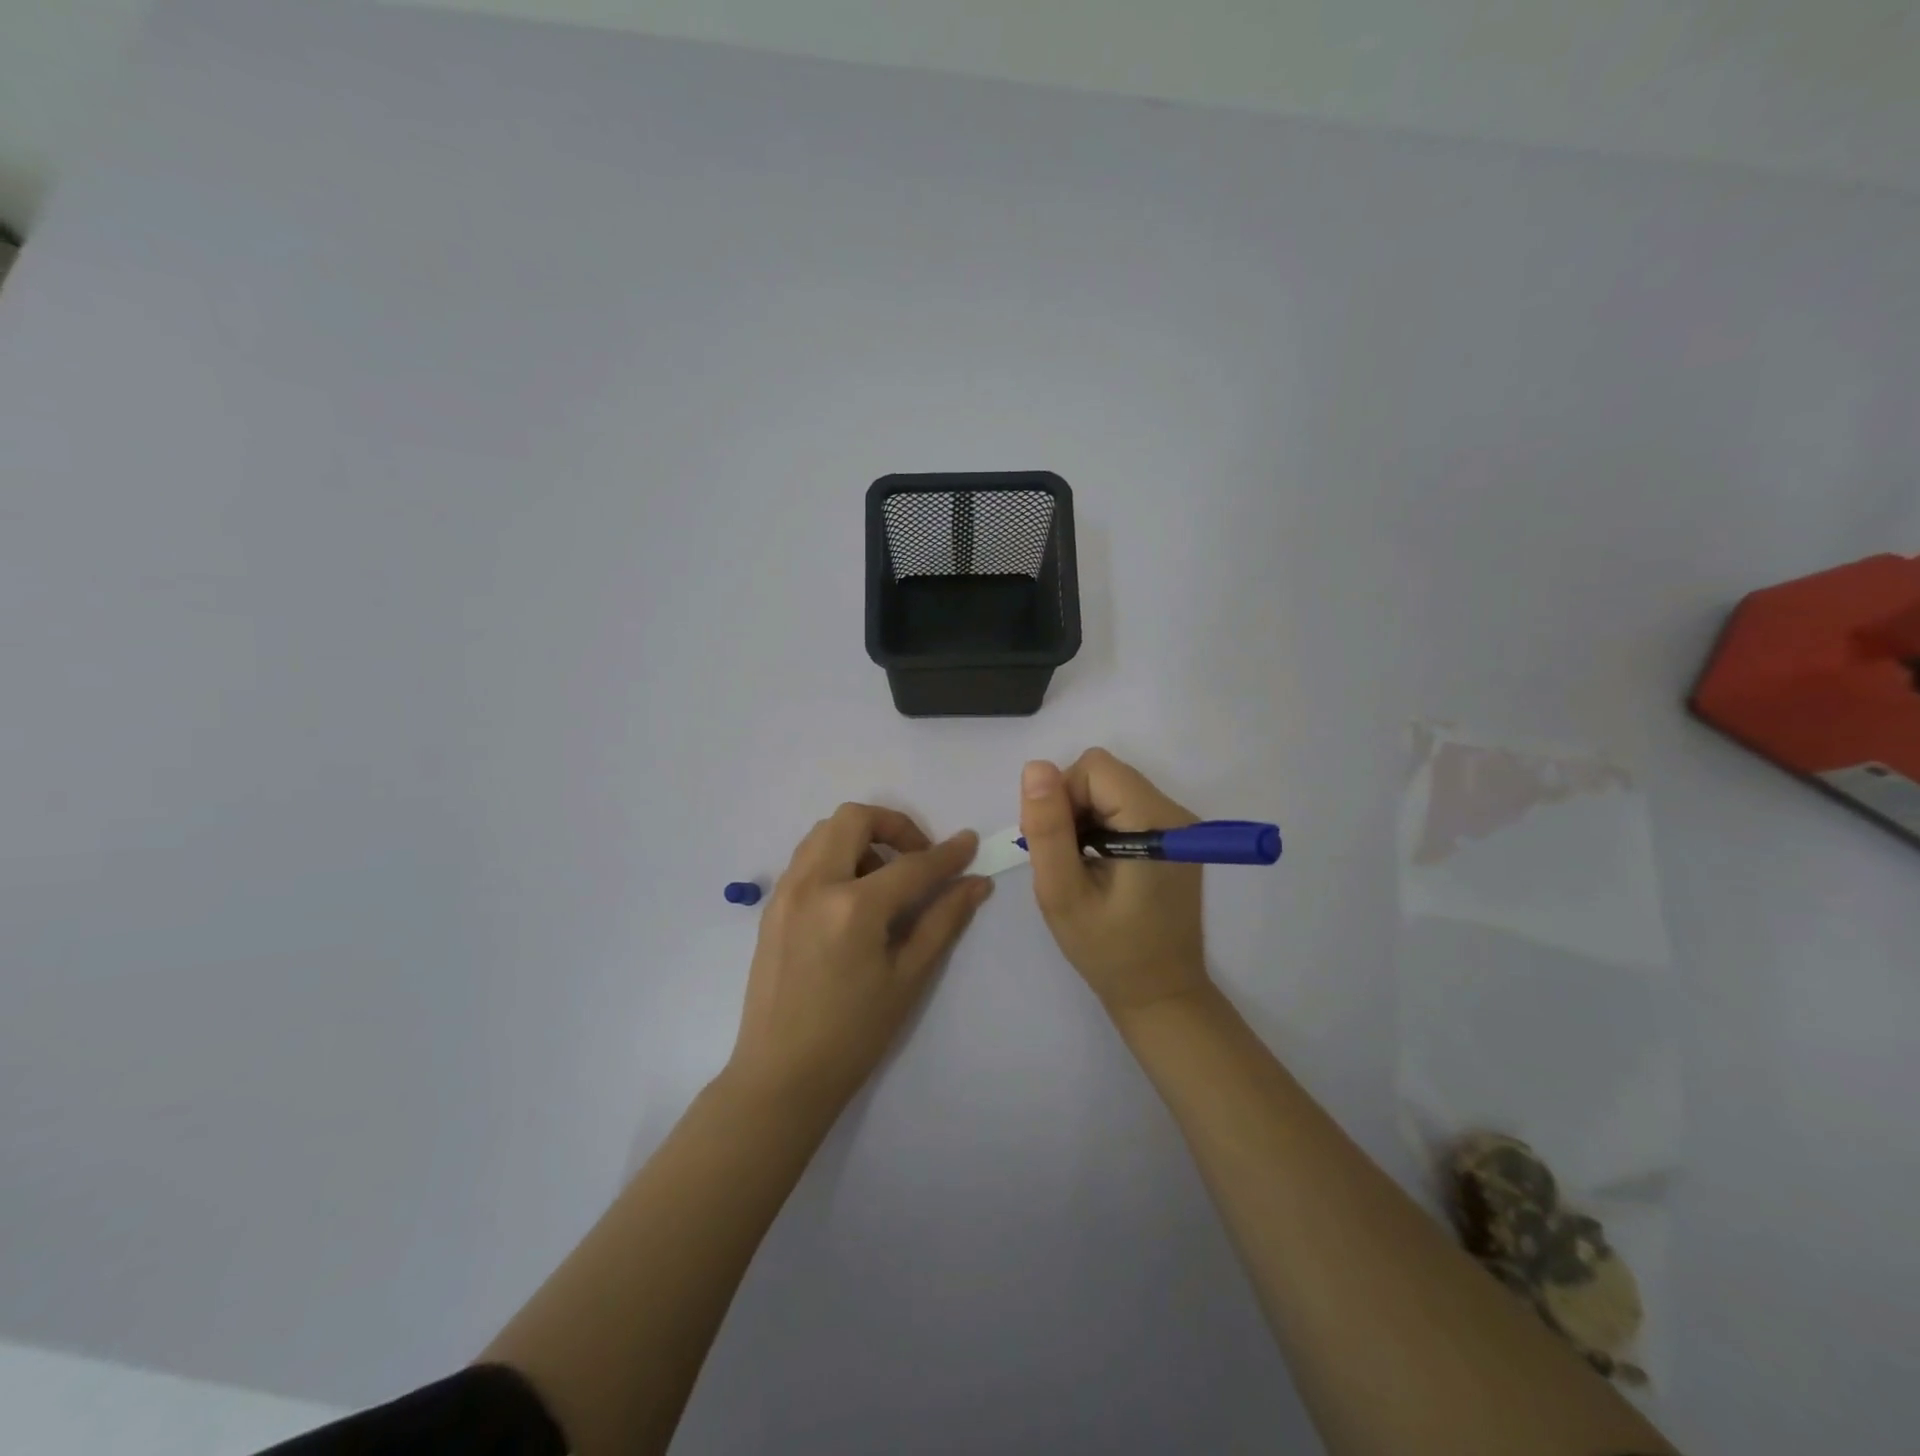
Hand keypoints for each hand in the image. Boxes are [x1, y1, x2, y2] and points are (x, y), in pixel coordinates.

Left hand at [728, 804, 991, 1109]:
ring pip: (824, 831)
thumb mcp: (908, 978)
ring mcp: (786, 892)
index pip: (911, 865)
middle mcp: (814, 885)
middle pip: (854, 819)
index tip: (970, 844)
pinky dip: (835, 856)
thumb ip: (943, 922)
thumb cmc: (853, 1035)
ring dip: (860, 838)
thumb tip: (976, 884)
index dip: (947, 854)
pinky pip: (806, 857)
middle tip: (917, 858)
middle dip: (894, 826)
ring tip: (883, 880)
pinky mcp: (771, 905)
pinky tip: (852, 898)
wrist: (781, 1076)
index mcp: (853, 907)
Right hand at [1021, 749, 1210, 1016]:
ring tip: (1080, 867)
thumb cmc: (1108, 950)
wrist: (1160, 994)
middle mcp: (1175, 812)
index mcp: (1154, 821)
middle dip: (1072, 807)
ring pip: (1111, 788)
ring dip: (1084, 818)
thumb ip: (1048, 829)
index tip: (1056, 845)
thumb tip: (1036, 767)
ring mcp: (1179, 825)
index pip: (1093, 768)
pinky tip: (1098, 866)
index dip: (1062, 797)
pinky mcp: (1175, 838)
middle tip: (1064, 860)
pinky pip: (1125, 807)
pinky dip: (1101, 826)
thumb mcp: (1062, 893)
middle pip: (1104, 775)